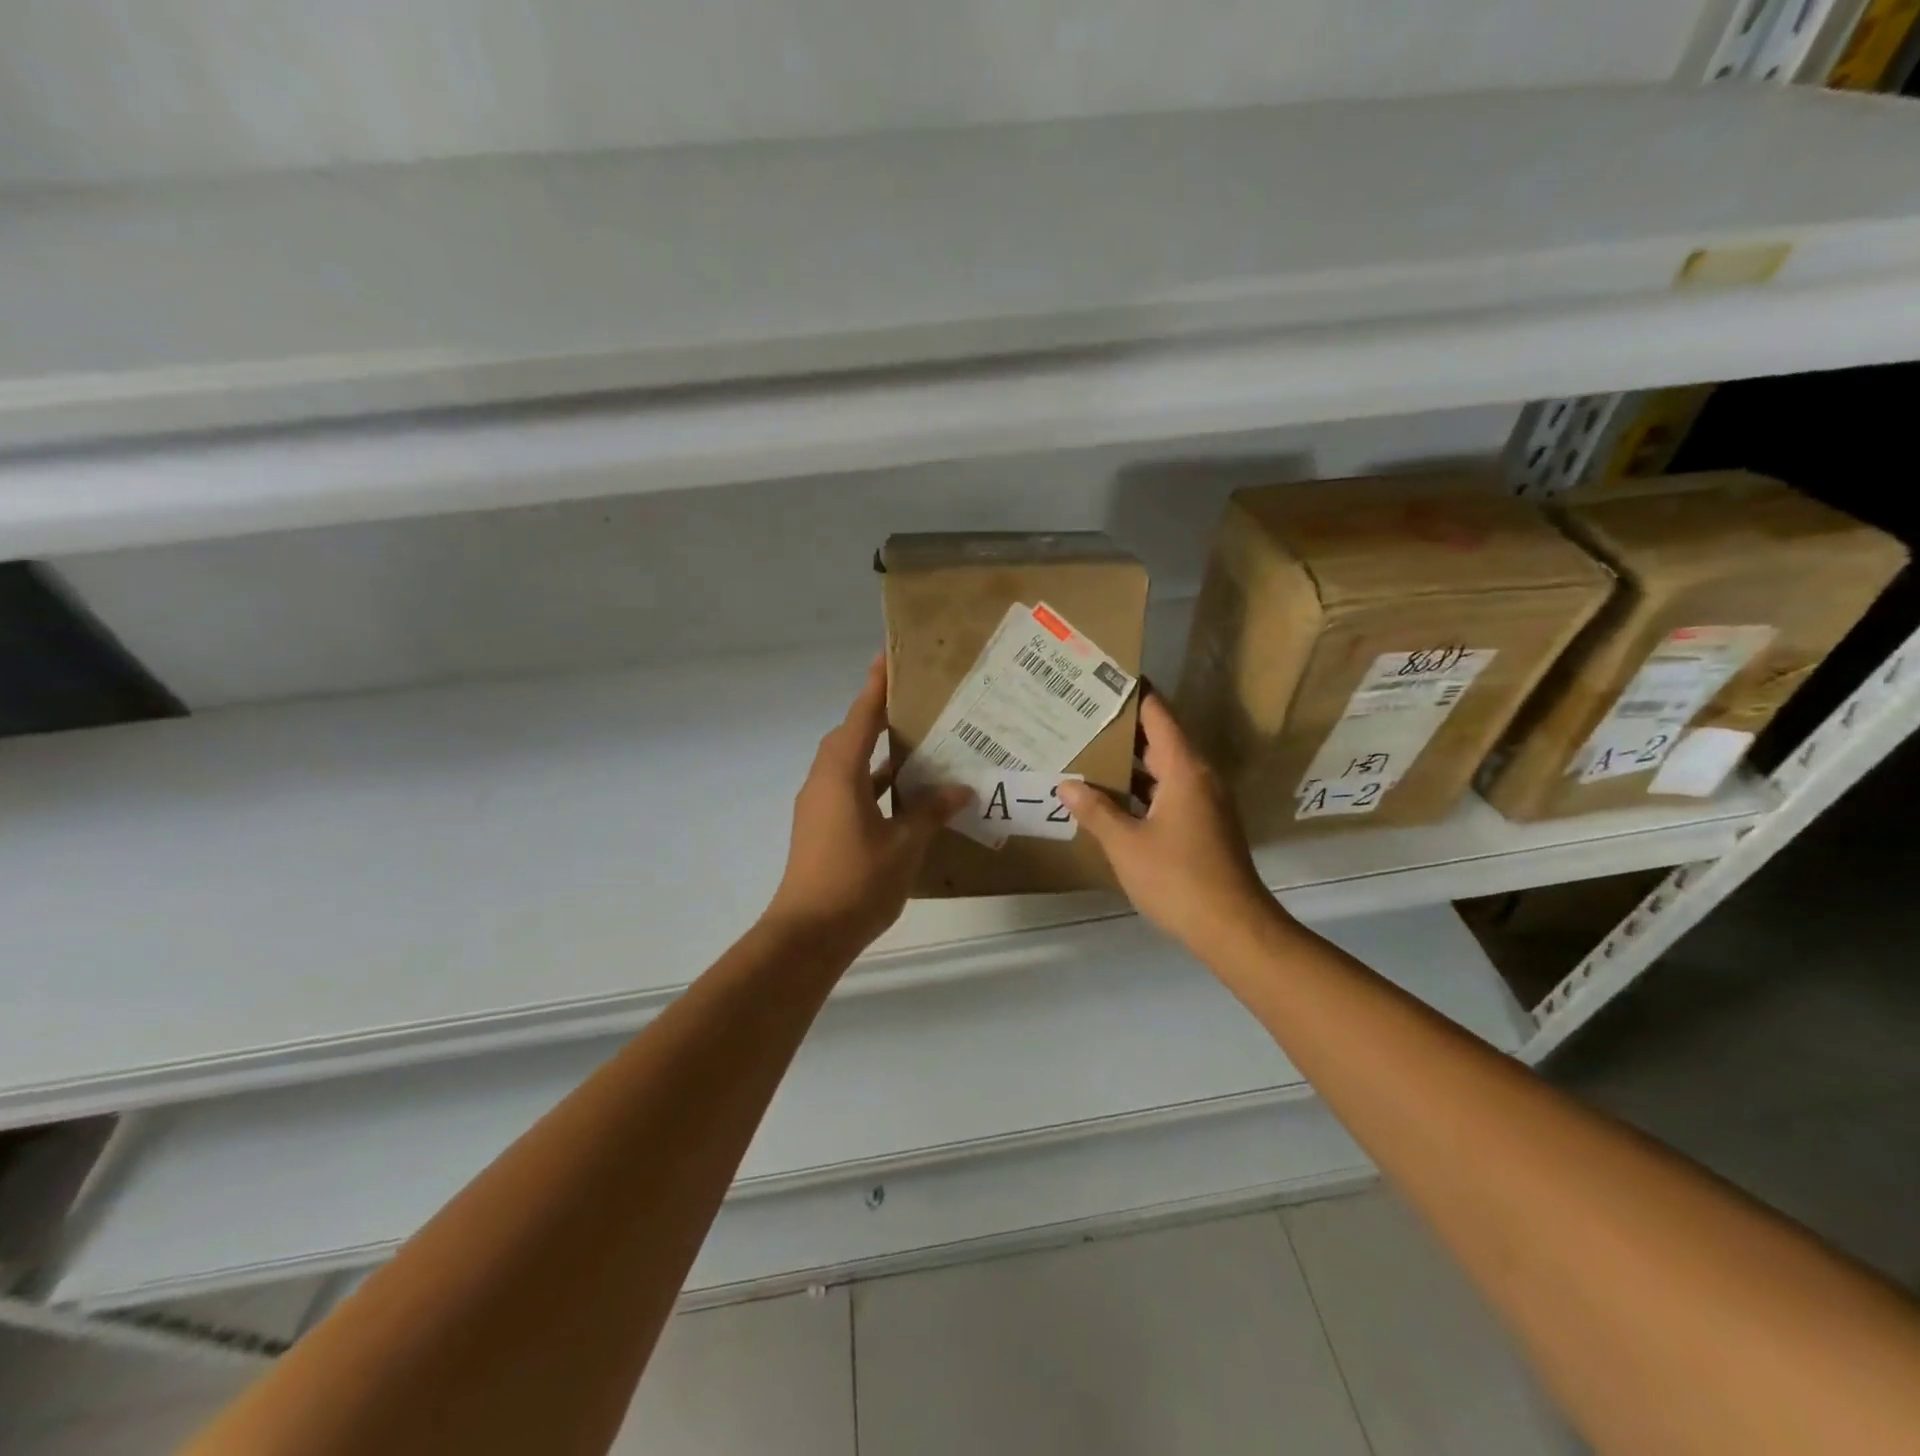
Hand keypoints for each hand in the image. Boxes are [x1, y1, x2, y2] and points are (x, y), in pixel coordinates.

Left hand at [764, 654, 971, 949]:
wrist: (808, 934)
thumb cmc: (857, 882)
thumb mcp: (905, 845)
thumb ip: (930, 812)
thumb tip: (958, 789)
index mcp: (840, 774)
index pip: (860, 718)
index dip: (875, 687)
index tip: (888, 658)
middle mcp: (824, 781)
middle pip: (850, 737)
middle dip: (877, 717)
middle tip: (913, 703)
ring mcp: (819, 806)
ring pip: (850, 765)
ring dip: (877, 753)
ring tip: (916, 743)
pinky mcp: (821, 828)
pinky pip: (849, 790)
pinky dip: (873, 784)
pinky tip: (904, 795)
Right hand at [1058, 691, 1279, 956]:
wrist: (1232, 928)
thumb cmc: (1178, 879)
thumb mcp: (1126, 844)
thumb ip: (1096, 811)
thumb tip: (1067, 785)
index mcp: (1185, 770)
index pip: (1158, 715)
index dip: (1134, 694)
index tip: (1105, 678)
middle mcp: (1199, 777)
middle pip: (1160, 739)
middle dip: (1123, 729)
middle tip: (1082, 717)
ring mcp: (1205, 803)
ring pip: (1163, 769)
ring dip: (1130, 763)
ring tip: (1088, 752)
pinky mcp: (1204, 825)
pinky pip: (1169, 792)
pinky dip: (1141, 788)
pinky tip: (1111, 798)